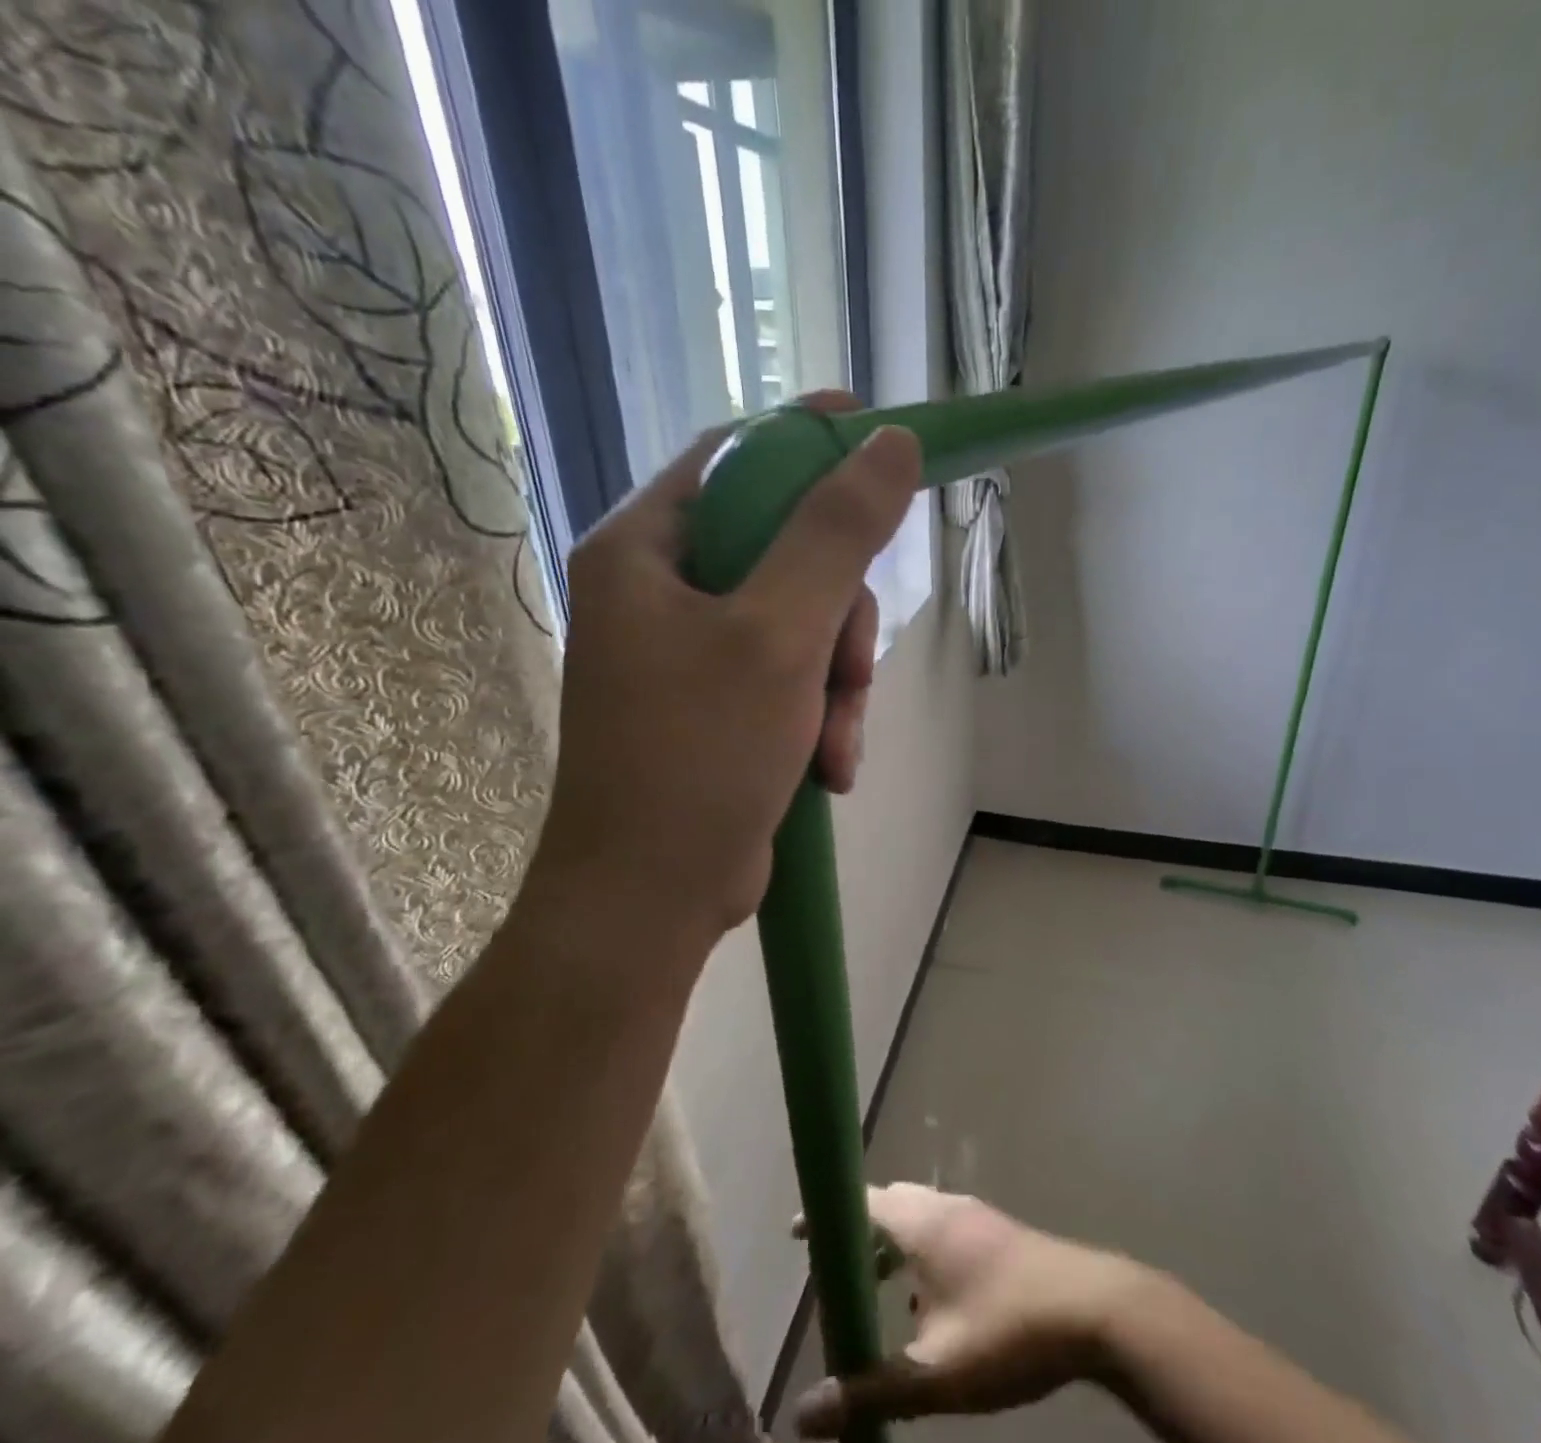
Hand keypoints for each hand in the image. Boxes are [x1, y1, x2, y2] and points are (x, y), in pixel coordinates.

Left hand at [527, 396, 922, 952]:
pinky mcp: (721, 707)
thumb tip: (890, 443)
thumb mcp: (778, 635)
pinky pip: (795, 680)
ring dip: (839, 683)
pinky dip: (822, 719)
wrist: (650, 898)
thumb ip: (835, 535)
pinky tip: (830, 769)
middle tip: (851, 670)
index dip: (812, 444)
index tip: (884, 442)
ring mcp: (692, 655)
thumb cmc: (699, 754)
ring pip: (804, 625)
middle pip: (786, 554)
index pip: (738, 460)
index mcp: (647, 551)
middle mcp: (662, 593)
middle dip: (838, 618)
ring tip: (835, 744)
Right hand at [791, 1184, 1143, 1437]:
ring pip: (919, 1219)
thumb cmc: (1007, 1330)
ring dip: (892, 1247)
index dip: (829, 1215)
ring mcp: (976, 1217)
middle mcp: (946, 1207)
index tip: (798, 1232)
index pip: (863, 1202)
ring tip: (873, 1292)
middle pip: (890, 1206)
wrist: (1093, 1308)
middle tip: (832, 1270)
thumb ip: (869, 1389)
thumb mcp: (934, 1372)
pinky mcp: (998, 1235)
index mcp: (923, 1223)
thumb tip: (802, 1414)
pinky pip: (942, 1232)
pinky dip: (920, 1256)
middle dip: (859, 1233)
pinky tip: (926, 1307)